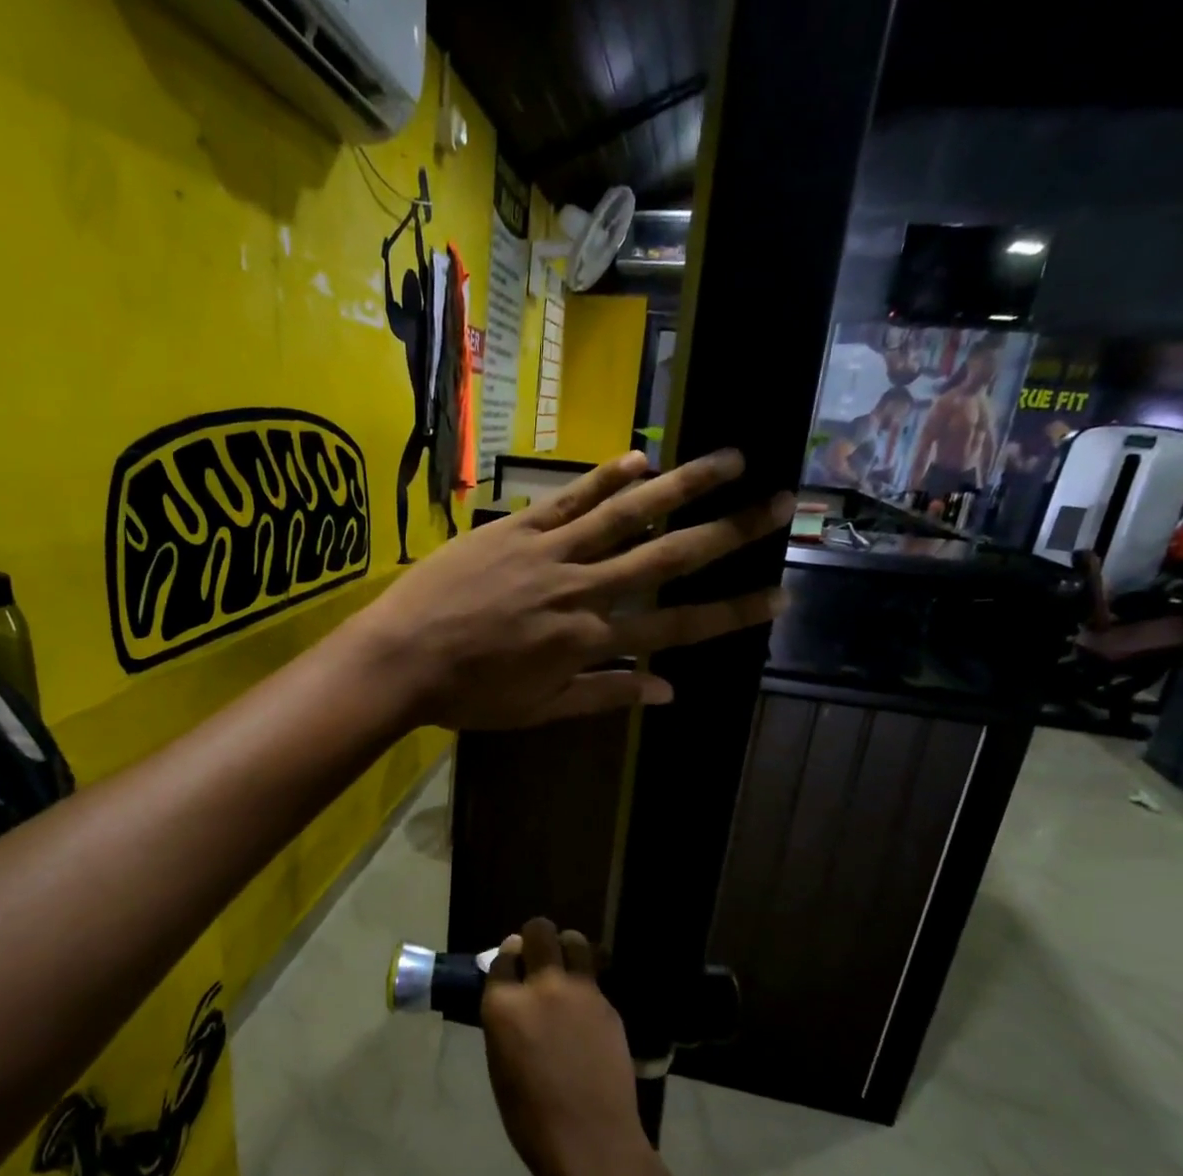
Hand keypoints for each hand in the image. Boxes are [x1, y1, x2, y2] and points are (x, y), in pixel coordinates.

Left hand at [348, 450, 792, 729]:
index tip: (779, 595)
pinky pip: (568, 498)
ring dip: (683, 486)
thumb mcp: (539, 710)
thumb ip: (605, 697)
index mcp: (590, 642)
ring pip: (627, 514)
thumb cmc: (469, 695)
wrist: (402, 658)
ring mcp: (550, 552)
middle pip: (667, 558)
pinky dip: (606, 477)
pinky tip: (641, 459)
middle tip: (780, 504)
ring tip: (731, 460)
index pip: (677, 627)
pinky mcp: (515, 528)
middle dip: (729, 532)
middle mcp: (583, 590)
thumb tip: (668, 691)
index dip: (732, 612)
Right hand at [481, 919, 656, 1175]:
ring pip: (574, 941)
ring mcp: (579, 991)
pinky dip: (587, 979)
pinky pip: (594, 975)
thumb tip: (513, 992)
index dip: (508, 959)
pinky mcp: (607, 1003)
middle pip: (539, 932)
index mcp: (503, 1005)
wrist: (590, 1140)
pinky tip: (585, 1003)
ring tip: (567, 965)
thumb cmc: (531, 1115)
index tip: (514, 965)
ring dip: (567, 946)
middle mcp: (541, 986)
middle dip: (536, 936)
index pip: (504, 957)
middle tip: (538, 953)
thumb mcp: (500, 1062)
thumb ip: (505, 1018)